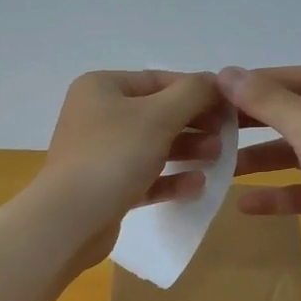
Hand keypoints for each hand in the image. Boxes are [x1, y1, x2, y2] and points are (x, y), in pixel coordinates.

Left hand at [33, 70, 225, 275]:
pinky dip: (170, 179)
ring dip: (187, 151)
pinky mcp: (105, 188)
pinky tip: (197, 185)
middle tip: (226, 136)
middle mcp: (96, 116)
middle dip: (194, 124)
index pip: (158, 80)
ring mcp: (99, 154)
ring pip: (152, 147)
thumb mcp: (160, 115)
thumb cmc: (114, 156)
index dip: (197, 91)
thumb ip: (193, 93)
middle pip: (157, 114)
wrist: (70, 220)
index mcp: (101, 88)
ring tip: (216, 159)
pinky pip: (144, 178)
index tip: (229, 107)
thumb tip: (216, 82)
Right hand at [220, 65, 300, 282]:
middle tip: (214, 126)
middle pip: (298, 115)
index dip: (259, 82)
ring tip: (223, 167)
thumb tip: (224, 72)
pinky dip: (277, 194)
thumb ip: (266, 100)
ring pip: (299, 153)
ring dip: (262, 160)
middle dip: (256, 123)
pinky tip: (245, 204)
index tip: (219, 90)